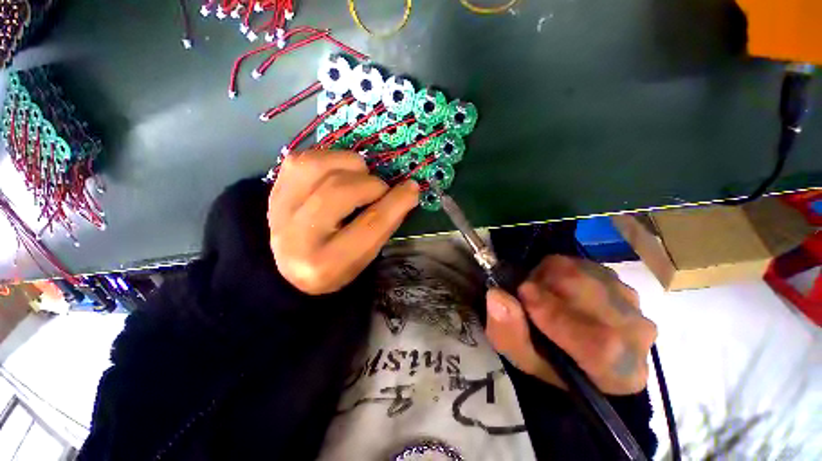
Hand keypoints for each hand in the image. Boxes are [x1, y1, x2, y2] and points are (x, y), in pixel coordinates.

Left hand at [268, 151, 418, 294]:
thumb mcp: (365, 257)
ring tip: (361, 177)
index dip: (396, 202)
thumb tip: (407, 190)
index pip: (370, 225)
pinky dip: (331, 158)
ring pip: (319, 168)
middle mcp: (298, 238)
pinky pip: (305, 158)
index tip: (412, 187)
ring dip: (351, 166)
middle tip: (381, 190)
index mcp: (327, 264)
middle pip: (341, 192)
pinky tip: (340, 171)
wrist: (288, 268)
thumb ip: (385, 225)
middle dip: (372, 185)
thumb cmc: (335, 266)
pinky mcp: (274, 190)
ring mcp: (280, 209)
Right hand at [484, 256, 656, 394]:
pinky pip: (582, 264)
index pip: (599, 343)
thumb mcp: (519, 355)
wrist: (575, 351)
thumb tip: (497, 296)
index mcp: (618, 374)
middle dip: (546, 288)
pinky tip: (555, 288)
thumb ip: (508, 331)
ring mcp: (633, 305)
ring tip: (540, 294)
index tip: (522, 295)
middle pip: (591, 298)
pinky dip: (559, 270)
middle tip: (525, 295)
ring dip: (550, 278)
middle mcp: (637, 337)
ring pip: (585, 275)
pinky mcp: (620, 281)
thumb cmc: (547, 361)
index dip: (555, 315)